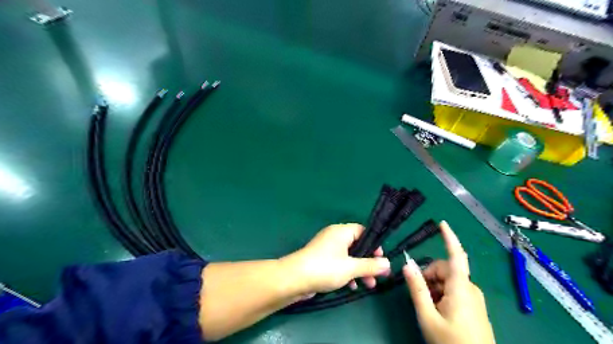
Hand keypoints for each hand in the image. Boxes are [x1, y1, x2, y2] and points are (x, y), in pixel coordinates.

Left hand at [281, 223, 389, 294]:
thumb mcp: (351, 268)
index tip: (381, 258)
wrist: (295, 279)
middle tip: (379, 275)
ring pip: (349, 257)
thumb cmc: (325, 268)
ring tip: (369, 285)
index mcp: (341, 231)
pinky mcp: (321, 260)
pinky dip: (347, 273)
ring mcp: (327, 249)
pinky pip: (339, 263)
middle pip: (357, 246)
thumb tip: (388, 263)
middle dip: (368, 261)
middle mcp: (334, 237)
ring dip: (359, 270)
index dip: (374, 244)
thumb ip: (370, 265)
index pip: (363, 231)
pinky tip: (352, 286)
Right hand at [403, 222, 496, 343]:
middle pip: (445, 269)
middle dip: (429, 275)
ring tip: (428, 306)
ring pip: (448, 281)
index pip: (456, 255)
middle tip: (420, 294)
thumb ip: (417, 288)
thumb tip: (407, 265)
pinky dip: (442, 293)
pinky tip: (437, 310)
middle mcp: (470, 288)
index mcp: (461, 287)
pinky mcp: (474, 306)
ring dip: (434, 286)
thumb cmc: (451, 342)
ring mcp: (474, 298)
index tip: (442, 223)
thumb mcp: (427, 316)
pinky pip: (455, 290)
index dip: (449, 238)